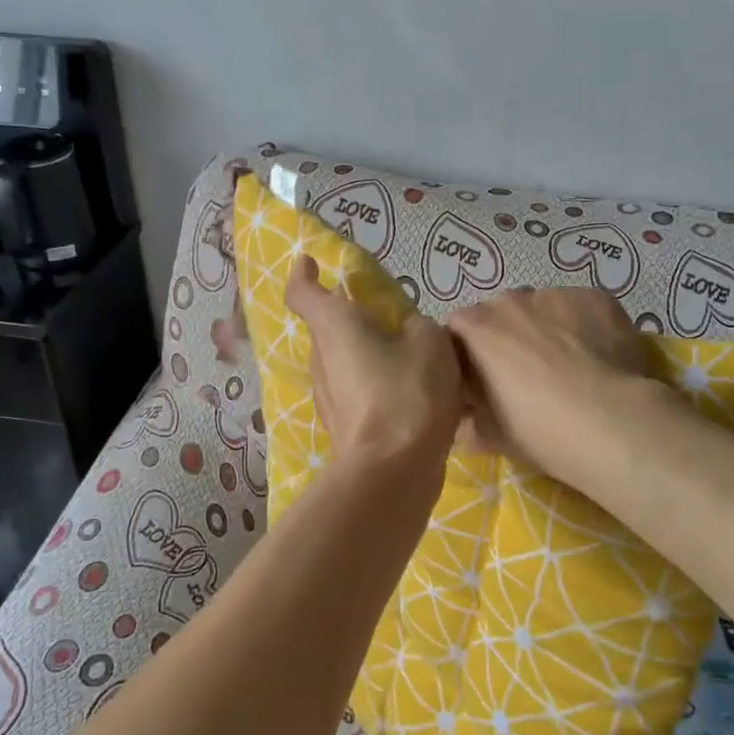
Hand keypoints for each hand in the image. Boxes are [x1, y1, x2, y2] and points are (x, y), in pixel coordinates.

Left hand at [284, 255, 462, 464]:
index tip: (310, 263)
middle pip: (329, 330)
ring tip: (411, 362)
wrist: (393, 471)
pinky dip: (377, 387)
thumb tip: (410, 332)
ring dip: (368, 356)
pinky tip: (411, 398)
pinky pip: (357, 393)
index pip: (303, 292)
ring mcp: (327, 397)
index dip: (304, 274)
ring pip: (344, 363)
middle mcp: (321, 359)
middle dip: (354, 320)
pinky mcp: (342, 426)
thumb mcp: (431, 343)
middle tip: (392, 320)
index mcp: (335, 326)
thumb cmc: (407, 393)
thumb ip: (419, 327)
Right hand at [447, 286, 652, 485]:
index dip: (467, 351)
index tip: (479, 377)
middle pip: (501, 311)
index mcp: (479, 329)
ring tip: (568, 363)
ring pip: (543, 306)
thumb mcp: (491, 435)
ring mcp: (556, 295)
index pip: (458, 327)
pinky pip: (580, 307)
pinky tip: (597, 356)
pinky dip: (582, 325)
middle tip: (525, 372)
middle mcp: (513, 301)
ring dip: (546, 327)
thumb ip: (470, 422)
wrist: (611, 422)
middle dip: (507, 335)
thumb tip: (465, 423)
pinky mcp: (596, 297)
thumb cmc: (540, 429)